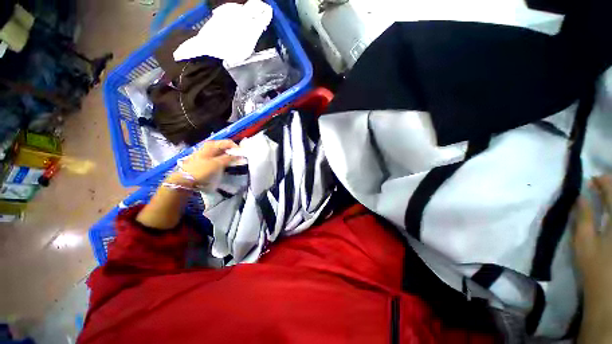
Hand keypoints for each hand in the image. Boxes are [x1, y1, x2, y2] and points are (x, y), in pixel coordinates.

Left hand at [136, 140, 237, 229]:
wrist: (185, 179)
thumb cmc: (201, 170)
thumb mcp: (217, 164)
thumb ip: (229, 158)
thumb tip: (239, 155)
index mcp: (212, 144)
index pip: (229, 142)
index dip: (237, 148)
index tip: (243, 155)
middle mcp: (209, 146)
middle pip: (226, 147)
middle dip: (234, 152)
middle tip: (240, 160)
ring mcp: (207, 153)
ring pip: (222, 153)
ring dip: (229, 157)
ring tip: (235, 163)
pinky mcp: (206, 160)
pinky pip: (219, 158)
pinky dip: (224, 160)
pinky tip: (227, 166)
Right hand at [573, 175, 611, 342]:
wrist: (609, 292)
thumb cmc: (594, 266)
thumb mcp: (584, 242)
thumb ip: (583, 217)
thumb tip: (580, 196)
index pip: (611, 190)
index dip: (603, 181)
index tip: (592, 179)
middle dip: (611, 186)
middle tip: (600, 184)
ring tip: (607, 194)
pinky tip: (610, 209)